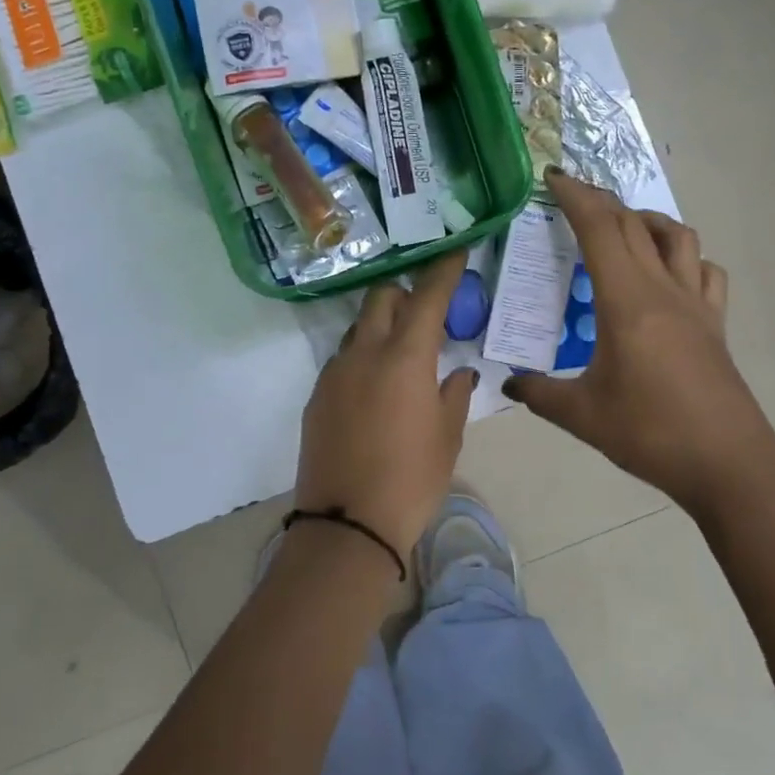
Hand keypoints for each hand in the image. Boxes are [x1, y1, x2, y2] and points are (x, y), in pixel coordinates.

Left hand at [295, 253, 476, 553]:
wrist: (347, 524)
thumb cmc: (412, 479)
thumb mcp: (447, 437)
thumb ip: (454, 394)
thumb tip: (458, 372)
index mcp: (405, 357)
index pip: (427, 297)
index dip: (443, 270)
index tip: (455, 251)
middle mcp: (365, 353)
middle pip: (381, 298)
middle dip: (404, 293)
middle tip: (426, 312)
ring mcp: (335, 372)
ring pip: (359, 327)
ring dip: (381, 326)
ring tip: (401, 354)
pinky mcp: (317, 395)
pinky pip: (343, 359)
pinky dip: (363, 357)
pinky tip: (376, 387)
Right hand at [505, 169, 774, 509]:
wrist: (728, 464)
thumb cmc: (650, 433)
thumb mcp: (582, 415)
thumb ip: (539, 393)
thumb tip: (508, 383)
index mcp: (626, 301)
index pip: (600, 230)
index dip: (575, 197)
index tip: (552, 178)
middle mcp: (663, 289)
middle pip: (634, 224)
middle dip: (601, 200)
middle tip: (572, 195)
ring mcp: (696, 304)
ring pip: (677, 237)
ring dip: (646, 219)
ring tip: (621, 227)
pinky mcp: (715, 324)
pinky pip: (705, 271)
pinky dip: (684, 257)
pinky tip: (668, 274)